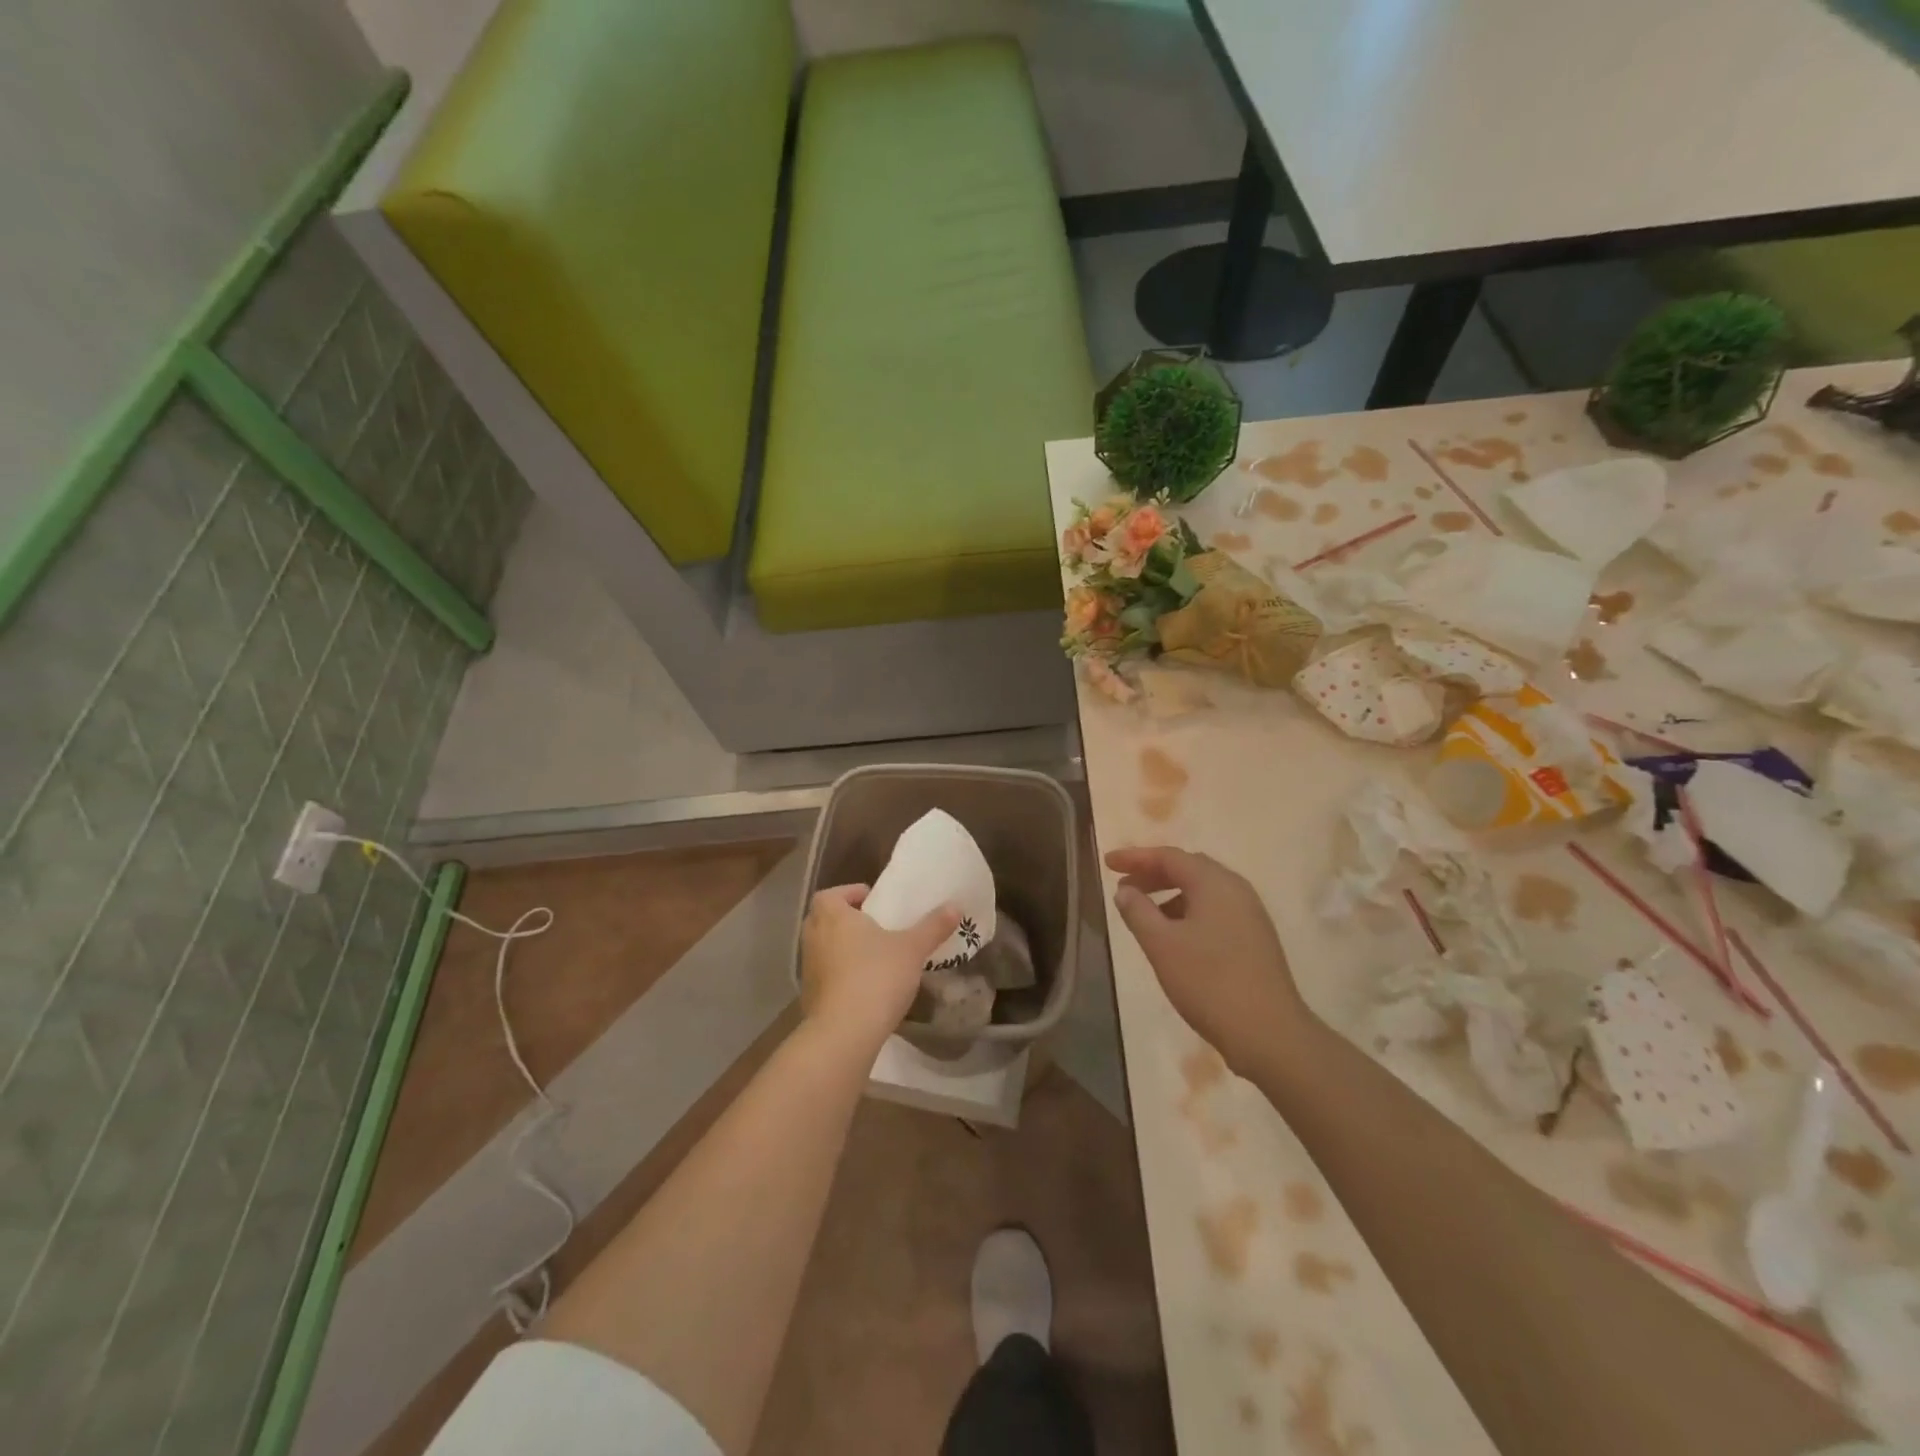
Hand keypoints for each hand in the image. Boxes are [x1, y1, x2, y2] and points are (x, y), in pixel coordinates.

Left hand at [799, 885, 959, 1053]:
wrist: (844, 1033)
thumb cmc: (876, 976)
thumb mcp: (912, 949)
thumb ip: (933, 926)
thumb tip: (955, 906)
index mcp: (832, 915)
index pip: (831, 894)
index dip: (851, 894)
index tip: (873, 902)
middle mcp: (813, 936)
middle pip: (826, 919)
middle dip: (847, 920)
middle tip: (876, 927)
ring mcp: (807, 968)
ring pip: (825, 948)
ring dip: (843, 948)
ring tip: (874, 957)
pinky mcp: (809, 995)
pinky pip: (825, 975)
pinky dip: (840, 975)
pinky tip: (865, 987)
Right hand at [1106, 846, 1310, 1074]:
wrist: (1270, 1034)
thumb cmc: (1209, 982)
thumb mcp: (1161, 945)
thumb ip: (1138, 911)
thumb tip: (1125, 890)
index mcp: (1215, 883)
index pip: (1169, 856)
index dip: (1135, 857)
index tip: (1107, 863)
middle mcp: (1236, 890)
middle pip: (1189, 868)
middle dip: (1153, 873)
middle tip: (1123, 886)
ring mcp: (1250, 915)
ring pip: (1203, 891)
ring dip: (1170, 894)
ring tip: (1144, 914)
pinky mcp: (1255, 938)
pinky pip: (1215, 910)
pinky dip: (1188, 911)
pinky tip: (1174, 937)